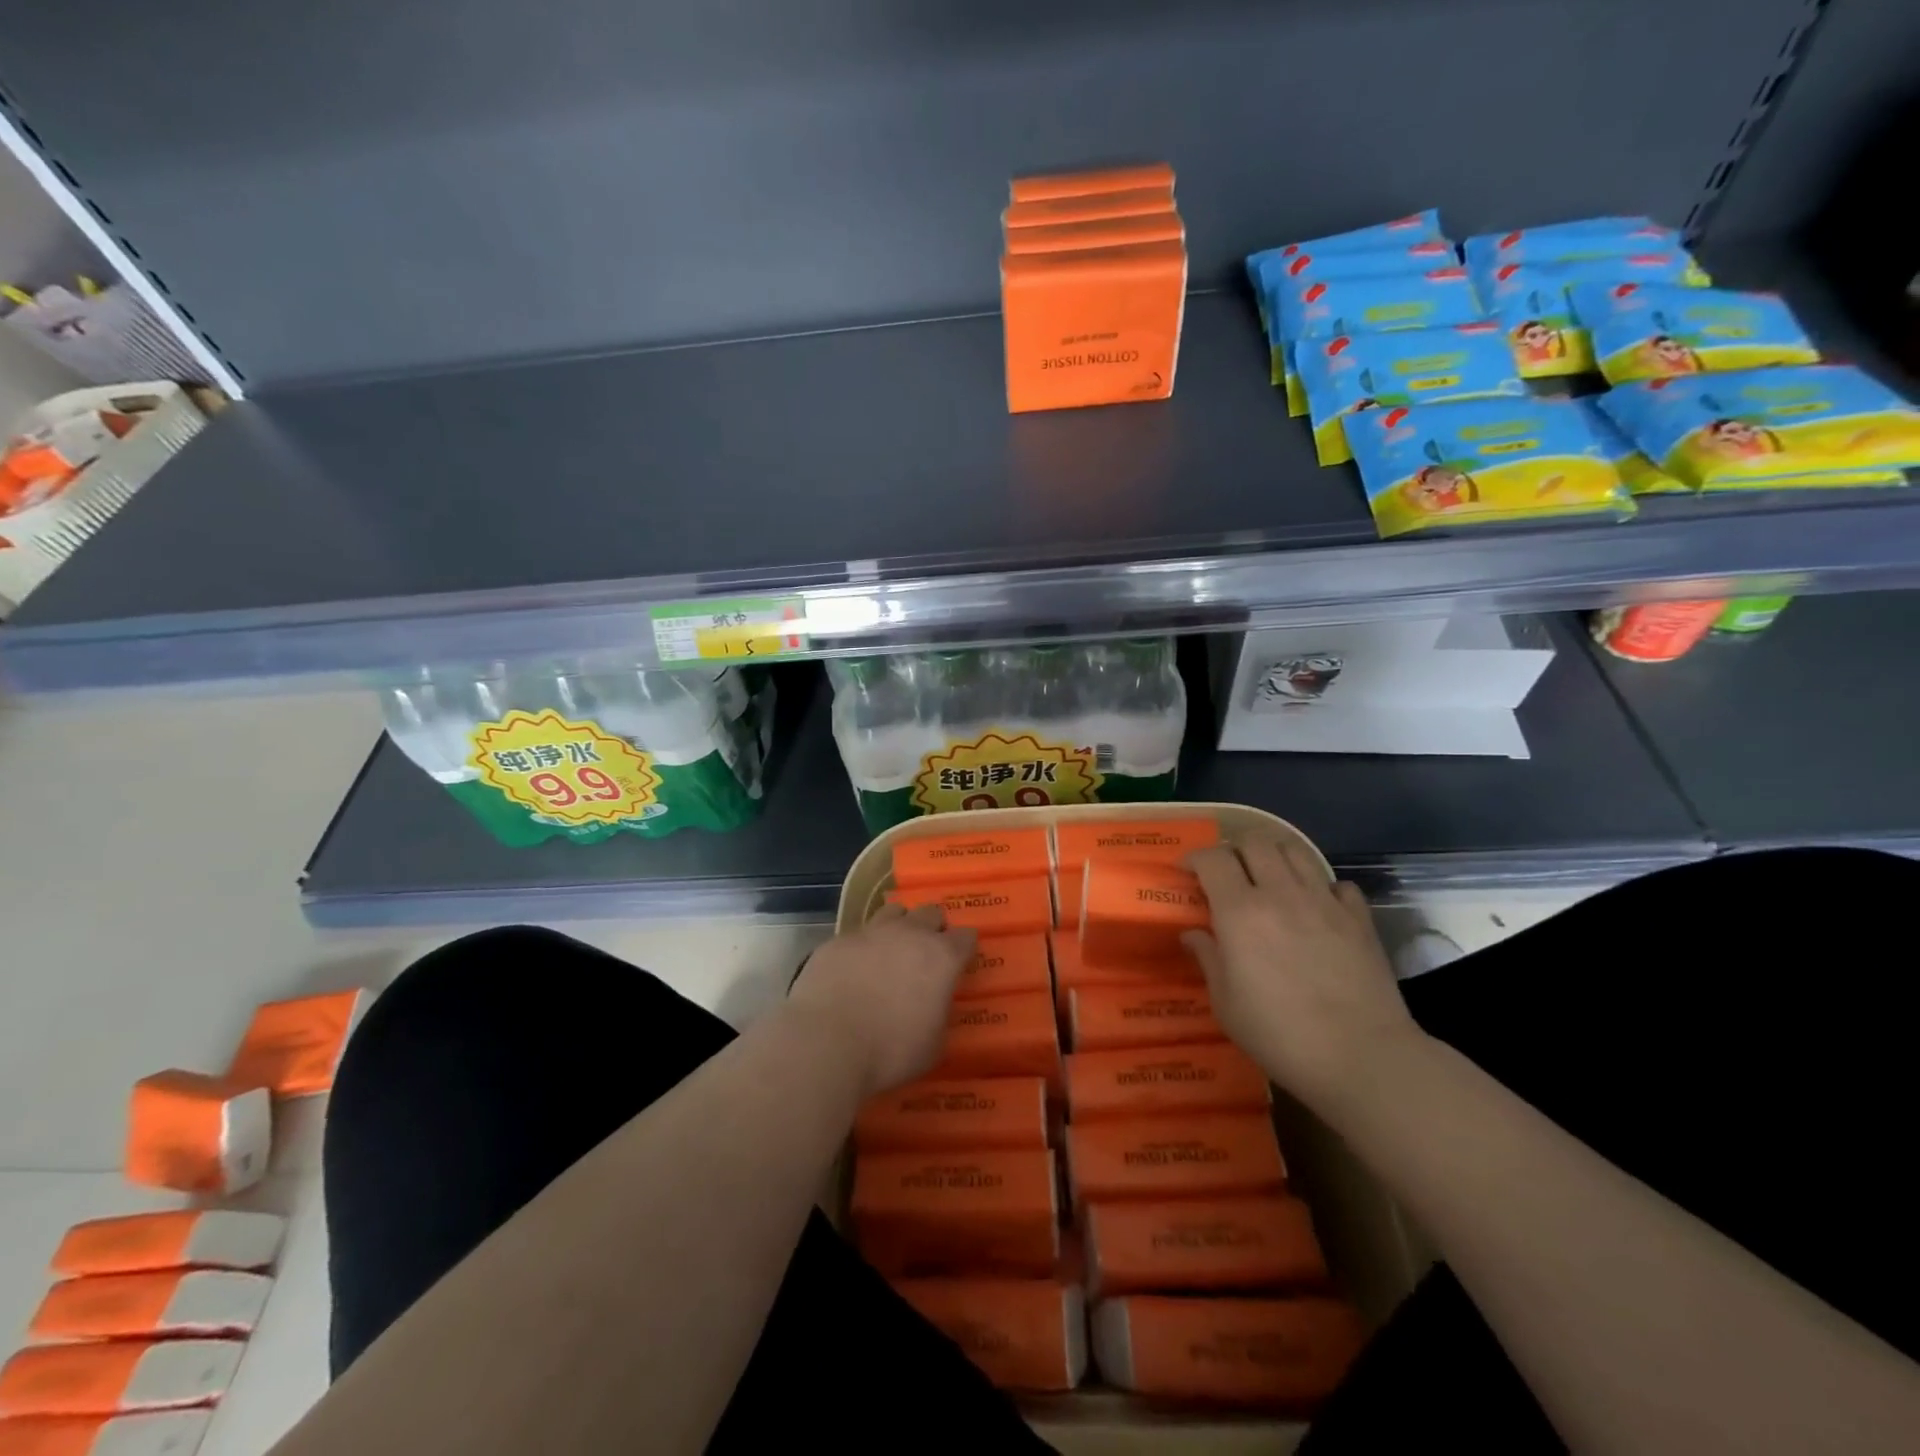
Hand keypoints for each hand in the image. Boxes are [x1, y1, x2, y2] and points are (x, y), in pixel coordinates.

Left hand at [786, 905, 975, 1098]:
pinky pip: (857, 934)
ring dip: (898, 927)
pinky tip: (854, 969)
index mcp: (941, 958)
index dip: (965, 948)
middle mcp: (909, 934)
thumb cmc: (891, 1050)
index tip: (961, 961)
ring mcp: (871, 932)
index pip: (966, 937)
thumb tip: (934, 1008)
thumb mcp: (933, 1045)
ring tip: (891, 951)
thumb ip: (940, 1016)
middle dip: (933, 928)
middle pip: (931, 913)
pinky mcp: (838, 940)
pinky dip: (862, 947)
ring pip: (893, 912)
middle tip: (927, 954)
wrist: (827, 1042)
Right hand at [1183, 839, 1420, 1107]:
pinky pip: (1337, 883)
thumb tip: (1193, 933)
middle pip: (1255, 841)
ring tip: (1268, 879)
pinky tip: (1315, 907)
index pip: (1213, 859)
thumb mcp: (1226, 1004)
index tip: (1186, 873)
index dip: (1195, 858)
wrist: (1363, 1057)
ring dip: (1275, 856)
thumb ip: (1208, 959)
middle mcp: (1281, 894)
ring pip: (1295, 850)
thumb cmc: (1280, 1035)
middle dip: (1234, 848)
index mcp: (1240, 912)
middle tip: (1227, 872)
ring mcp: (1324, 902)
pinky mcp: (1359, 918)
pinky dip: (1321, 887)